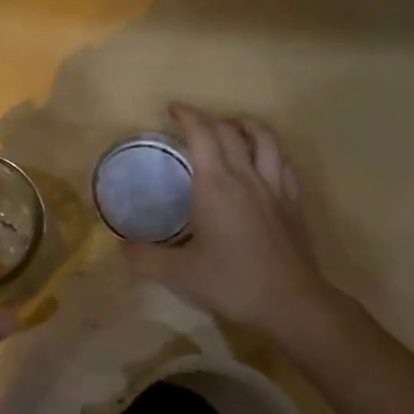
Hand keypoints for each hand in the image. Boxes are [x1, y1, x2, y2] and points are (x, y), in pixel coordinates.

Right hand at [124, 104, 336, 336]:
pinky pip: (283, 162)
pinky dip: (268, 150)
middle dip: (208, 118)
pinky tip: (261, 161)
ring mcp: (275, 187)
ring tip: (230, 128)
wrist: (291, 303)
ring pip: (264, 138)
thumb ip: (144, 258)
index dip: (187, 115)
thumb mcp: (178, 274)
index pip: (203, 134)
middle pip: (230, 130)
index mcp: (216, 185)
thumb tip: (120, 245)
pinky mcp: (293, 202)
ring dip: (244, 125)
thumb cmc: (232, 283)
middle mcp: (246, 176)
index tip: (172, 109)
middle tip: (191, 123)